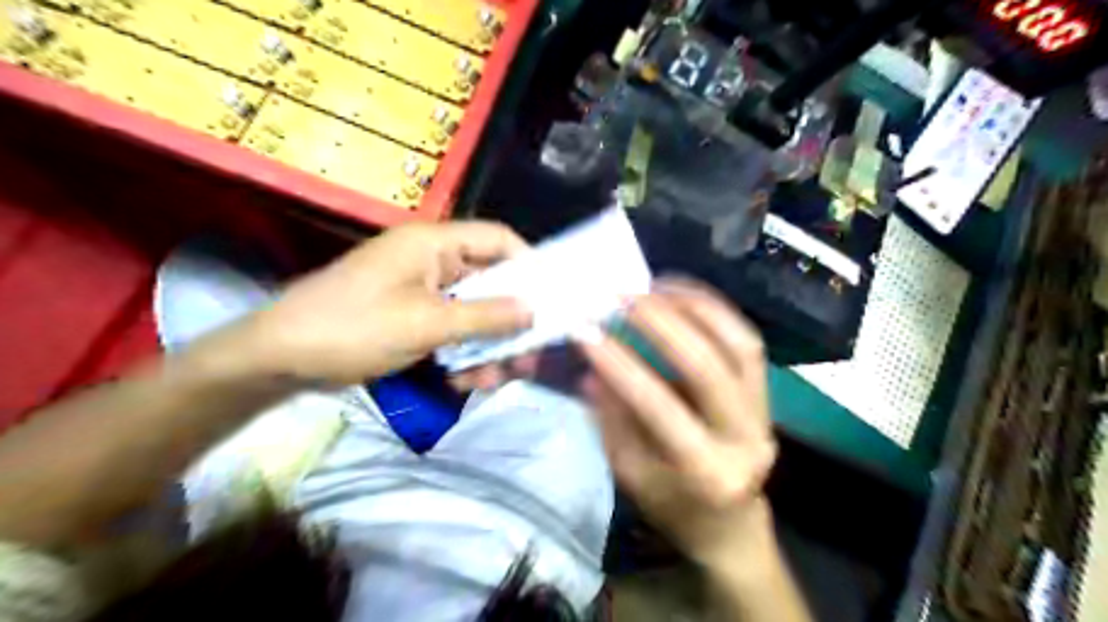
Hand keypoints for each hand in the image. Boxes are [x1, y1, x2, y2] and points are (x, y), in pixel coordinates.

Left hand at [243, 219, 535, 382]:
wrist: (281, 358)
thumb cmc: (352, 328)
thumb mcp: (425, 324)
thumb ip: (484, 316)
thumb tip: (533, 309)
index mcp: (433, 243)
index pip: (497, 238)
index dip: (529, 263)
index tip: (551, 298)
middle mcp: (432, 260)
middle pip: (490, 281)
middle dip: (510, 320)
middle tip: (528, 354)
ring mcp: (422, 290)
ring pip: (474, 311)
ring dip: (487, 344)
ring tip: (492, 379)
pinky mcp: (412, 315)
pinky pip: (452, 328)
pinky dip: (463, 352)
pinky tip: (464, 381)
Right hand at [575, 280, 771, 571]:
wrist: (730, 521)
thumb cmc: (672, 504)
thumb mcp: (630, 473)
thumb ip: (612, 418)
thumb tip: (592, 366)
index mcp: (706, 472)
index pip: (659, 407)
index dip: (620, 365)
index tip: (585, 331)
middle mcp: (745, 438)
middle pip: (707, 366)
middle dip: (661, 323)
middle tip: (623, 296)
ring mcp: (765, 411)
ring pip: (737, 343)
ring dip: (694, 306)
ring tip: (653, 285)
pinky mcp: (769, 392)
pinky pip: (746, 339)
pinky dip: (712, 309)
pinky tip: (681, 294)